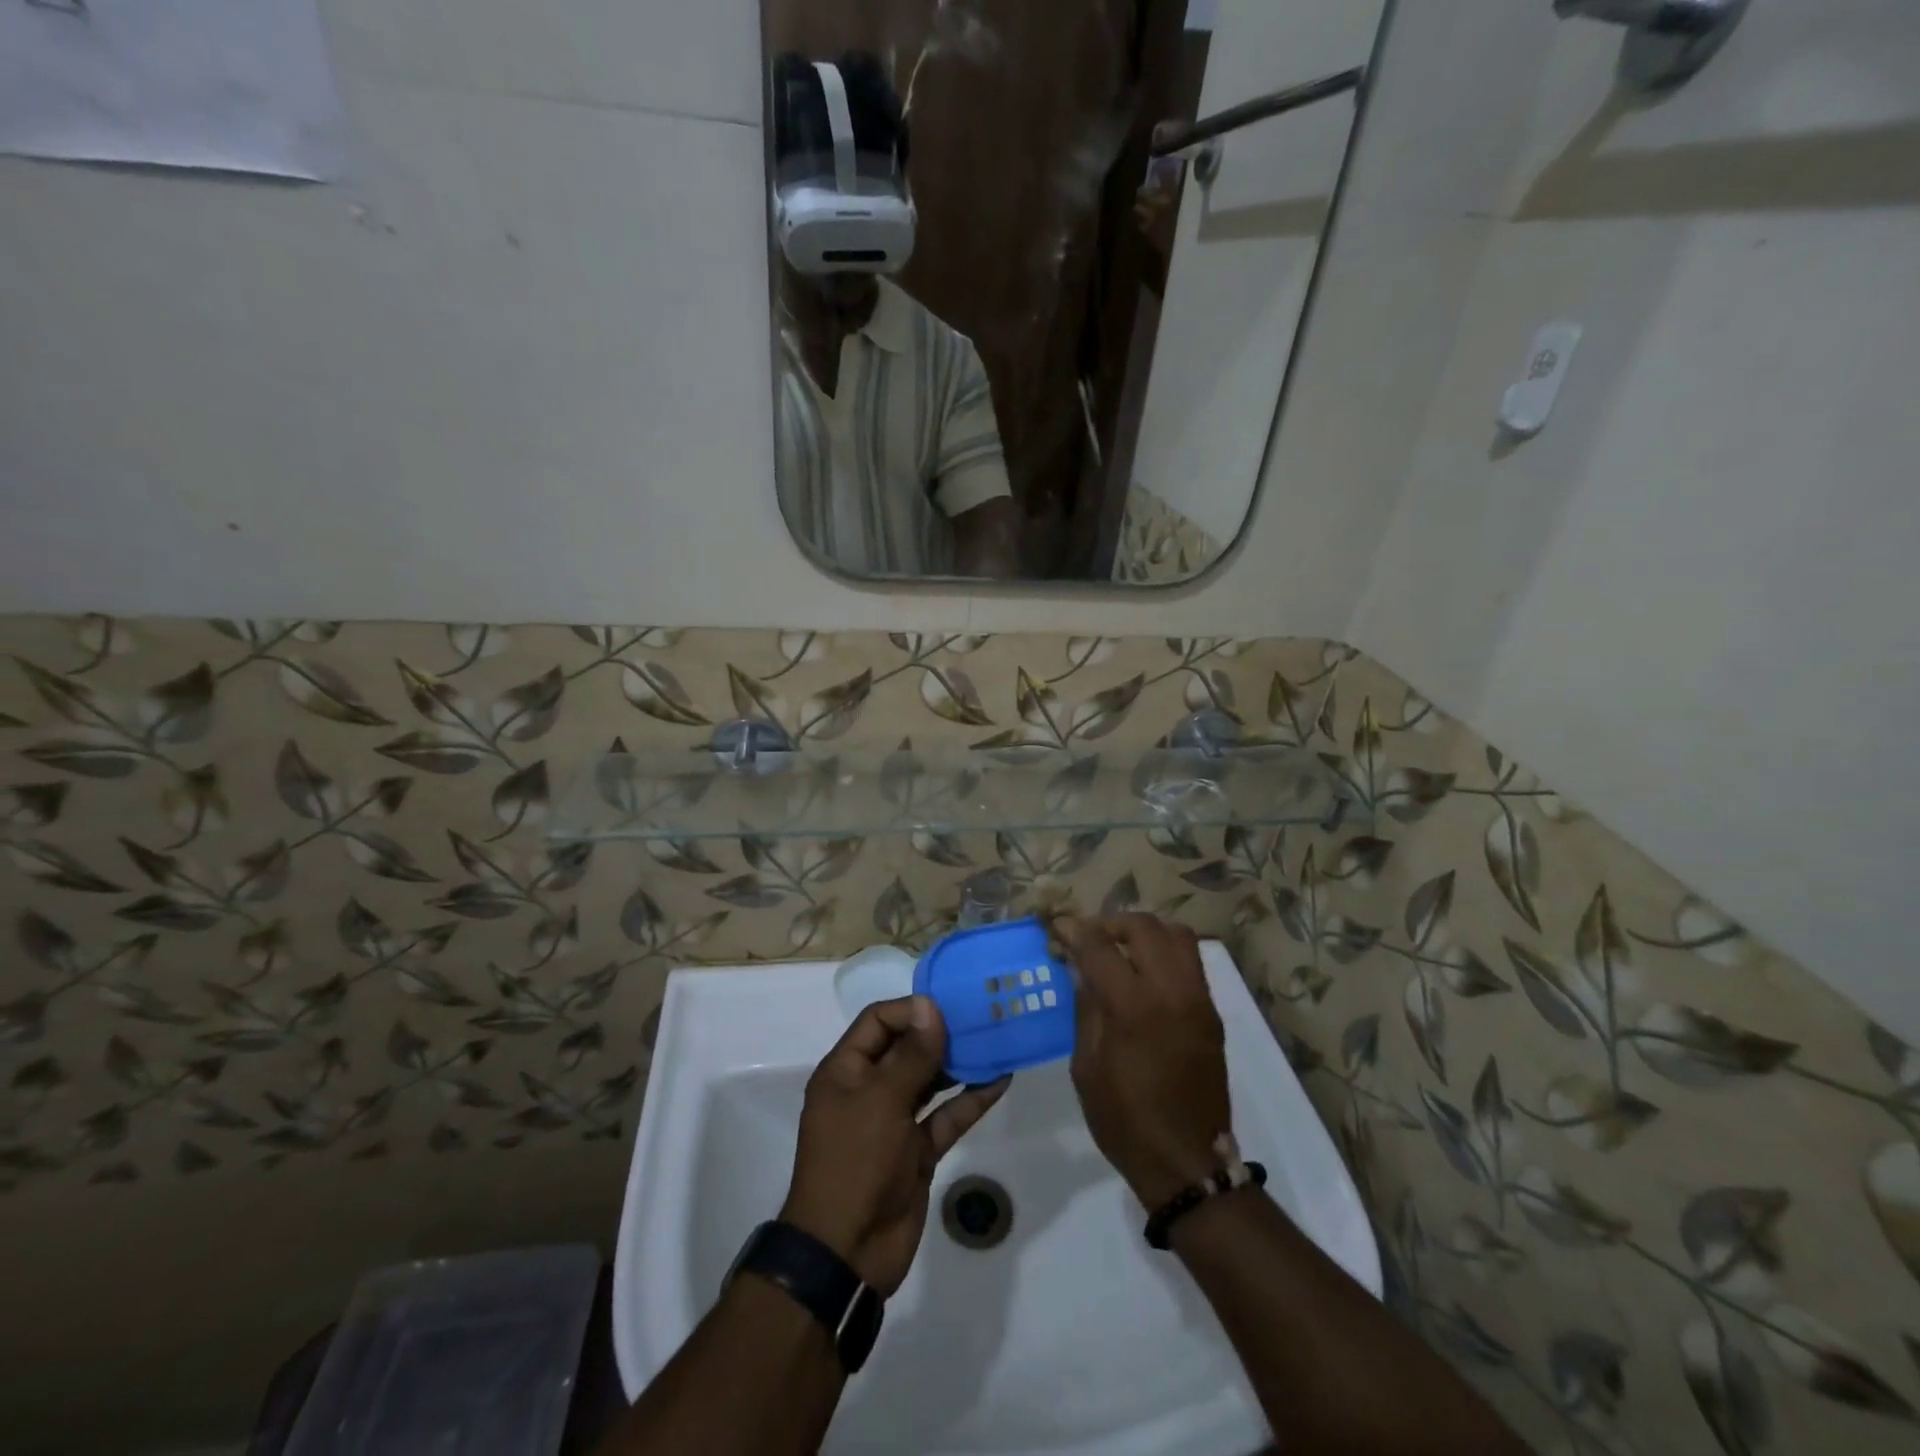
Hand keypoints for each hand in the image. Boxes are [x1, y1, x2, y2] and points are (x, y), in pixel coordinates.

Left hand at [780, 996, 1009, 1296]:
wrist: (847, 1253)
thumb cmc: (855, 1162)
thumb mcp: (882, 1101)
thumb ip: (911, 1054)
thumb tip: (929, 1006)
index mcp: (846, 1071)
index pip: (878, 1021)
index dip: (911, 1010)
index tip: (950, 1006)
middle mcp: (868, 1089)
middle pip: (906, 1048)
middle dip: (940, 1033)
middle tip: (981, 1017)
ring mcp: (894, 1121)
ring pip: (929, 1081)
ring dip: (959, 1064)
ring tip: (995, 1040)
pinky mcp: (917, 1151)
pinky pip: (946, 1117)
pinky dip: (970, 1100)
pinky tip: (1000, 1080)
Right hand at [1056, 914, 1231, 1210]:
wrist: (1186, 1161)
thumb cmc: (1124, 1120)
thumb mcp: (1086, 1066)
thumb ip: (1086, 1008)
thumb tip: (1081, 969)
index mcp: (1132, 1008)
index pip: (1100, 946)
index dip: (1073, 930)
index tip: (1056, 927)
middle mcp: (1171, 991)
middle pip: (1142, 927)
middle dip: (1110, 923)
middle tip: (1090, 938)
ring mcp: (1198, 999)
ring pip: (1176, 934)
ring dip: (1144, 931)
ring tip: (1122, 947)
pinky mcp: (1212, 1012)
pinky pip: (1191, 960)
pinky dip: (1165, 950)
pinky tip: (1145, 970)